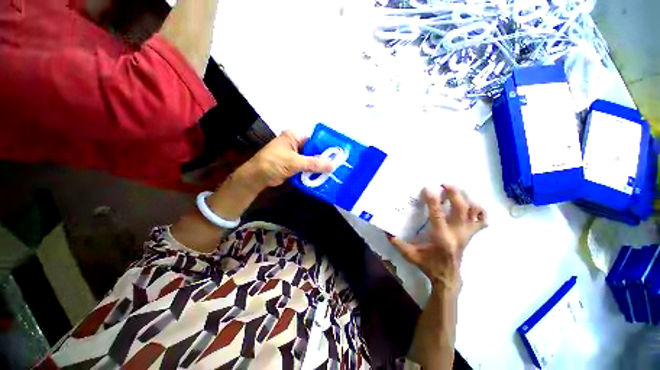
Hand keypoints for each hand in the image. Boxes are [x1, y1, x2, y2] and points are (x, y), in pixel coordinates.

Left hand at [237, 131, 332, 190]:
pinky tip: (321, 177)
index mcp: (295, 136)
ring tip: (332, 173)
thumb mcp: (294, 162)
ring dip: (318, 167)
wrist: (257, 177)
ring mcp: (295, 155)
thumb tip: (332, 166)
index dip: (325, 147)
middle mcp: (296, 144)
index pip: (315, 139)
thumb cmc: (273, 163)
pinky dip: (312, 172)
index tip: (337, 155)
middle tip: (337, 166)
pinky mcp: (294, 165)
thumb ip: (313, 163)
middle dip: (323, 159)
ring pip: (311, 160)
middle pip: (314, 150)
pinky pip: (306, 167)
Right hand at [388, 185, 486, 290]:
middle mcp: (457, 234)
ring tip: (457, 190)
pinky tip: (472, 204)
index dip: (433, 201)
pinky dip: (480, 211)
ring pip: (474, 212)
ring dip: (467, 198)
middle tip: (445, 184)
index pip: (438, 215)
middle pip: (461, 209)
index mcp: (441, 238)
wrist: (447, 277)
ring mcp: (467, 234)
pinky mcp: (471, 236)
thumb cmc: (428, 265)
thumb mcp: (410, 255)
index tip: (428, 188)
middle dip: (454, 194)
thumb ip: (397, 243)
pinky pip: (482, 221)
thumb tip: (385, 231)